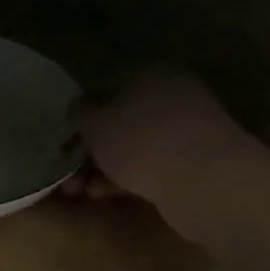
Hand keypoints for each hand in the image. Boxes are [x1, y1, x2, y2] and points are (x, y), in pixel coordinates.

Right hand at [69, 67, 255, 206]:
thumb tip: (79, 107)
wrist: (206, 182)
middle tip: (67, 172)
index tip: (64, 138)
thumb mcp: (96, 124)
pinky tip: (106, 196)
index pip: (105, 87)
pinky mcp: (193, 164)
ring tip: (79, 192)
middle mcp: (171, 97)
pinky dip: (126, 179)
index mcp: (149, 75)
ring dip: (103, 169)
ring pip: (133, 148)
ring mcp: (185, 132)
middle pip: (119, 121)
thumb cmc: (142, 143)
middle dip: (89, 149)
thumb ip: (80, 113)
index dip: (80, 113)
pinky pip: (150, 167)